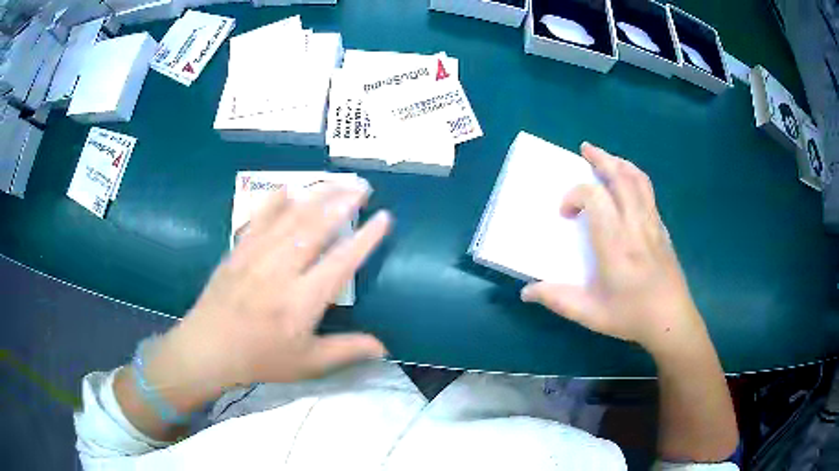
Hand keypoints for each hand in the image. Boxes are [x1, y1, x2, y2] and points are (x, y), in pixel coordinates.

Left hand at [161, 182, 390, 391]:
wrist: (208, 348)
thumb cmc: (261, 358)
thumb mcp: (308, 364)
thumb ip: (346, 351)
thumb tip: (384, 348)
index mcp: (302, 300)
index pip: (341, 261)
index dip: (365, 238)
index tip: (384, 217)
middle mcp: (281, 270)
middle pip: (316, 228)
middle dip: (342, 203)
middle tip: (362, 186)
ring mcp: (257, 256)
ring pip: (290, 218)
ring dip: (316, 197)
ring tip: (336, 182)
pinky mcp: (238, 251)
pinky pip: (258, 220)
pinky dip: (274, 202)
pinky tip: (287, 189)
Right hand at [521, 143, 705, 353]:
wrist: (672, 321)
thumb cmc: (631, 316)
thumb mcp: (591, 314)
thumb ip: (558, 299)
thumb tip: (526, 292)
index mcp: (615, 243)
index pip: (595, 197)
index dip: (574, 195)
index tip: (564, 214)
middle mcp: (635, 225)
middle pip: (620, 177)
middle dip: (601, 159)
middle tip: (585, 149)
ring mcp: (652, 224)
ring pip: (638, 180)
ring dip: (620, 163)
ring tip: (606, 159)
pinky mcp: (662, 229)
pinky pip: (648, 193)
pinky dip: (635, 178)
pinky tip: (628, 186)